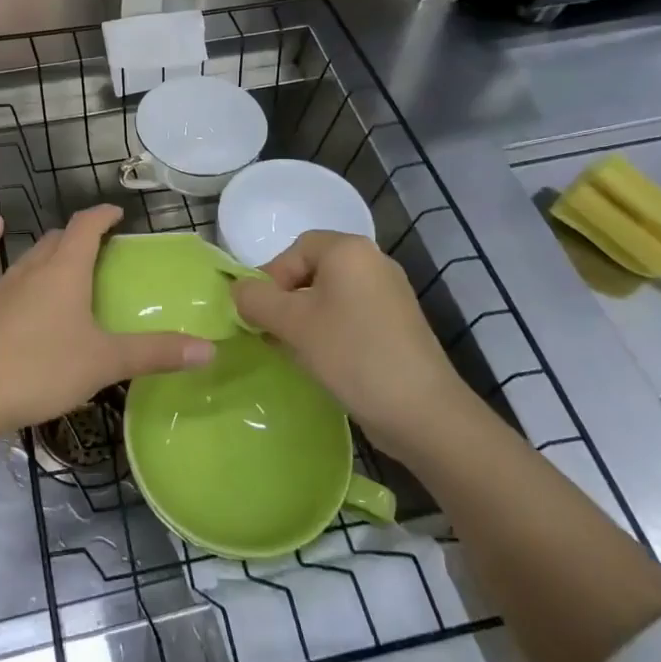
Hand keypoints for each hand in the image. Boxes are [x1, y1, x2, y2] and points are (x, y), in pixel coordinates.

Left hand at [0, 207, 214, 438]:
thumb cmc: (43, 371)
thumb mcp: (106, 363)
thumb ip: (156, 353)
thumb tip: (210, 350)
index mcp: (66, 272)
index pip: (87, 227)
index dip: (103, 215)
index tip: (118, 214)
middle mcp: (33, 268)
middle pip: (59, 240)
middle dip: (81, 238)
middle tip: (100, 250)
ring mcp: (1, 285)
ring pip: (29, 254)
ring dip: (49, 249)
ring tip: (64, 253)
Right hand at [231, 231, 468, 446]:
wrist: (423, 411)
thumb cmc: (352, 354)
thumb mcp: (292, 324)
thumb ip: (256, 300)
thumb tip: (237, 291)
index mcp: (349, 250)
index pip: (294, 250)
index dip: (271, 279)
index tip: (262, 315)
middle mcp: (373, 261)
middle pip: (312, 270)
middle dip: (286, 301)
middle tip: (273, 334)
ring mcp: (390, 293)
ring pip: (330, 295)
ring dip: (305, 319)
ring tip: (294, 351)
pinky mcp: (398, 324)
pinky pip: (351, 314)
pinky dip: (330, 330)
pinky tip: (324, 361)